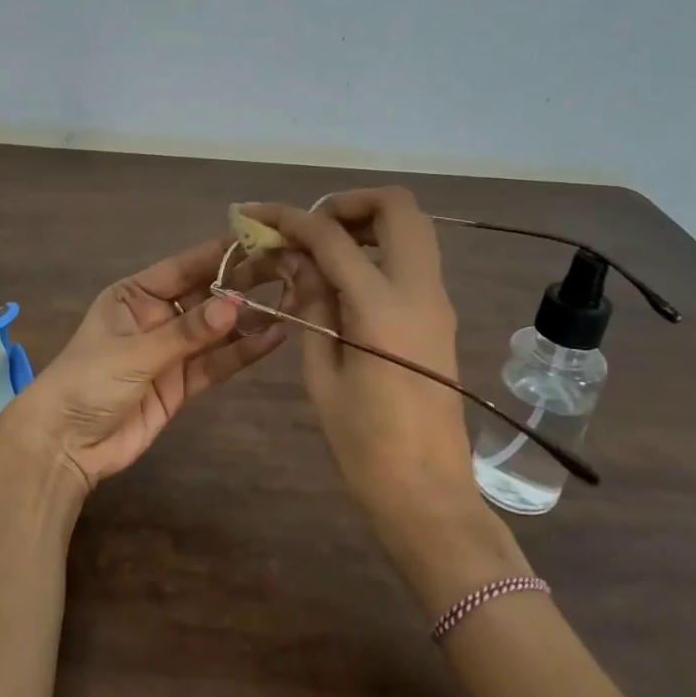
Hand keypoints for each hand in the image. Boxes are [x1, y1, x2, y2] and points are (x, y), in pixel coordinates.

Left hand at [0, 239, 286, 492]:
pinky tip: (274, 338)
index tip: (261, 239)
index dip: (220, 254)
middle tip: (287, 269)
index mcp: (134, 295)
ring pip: (216, 330)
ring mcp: (170, 351)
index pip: (184, 267)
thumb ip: (187, 332)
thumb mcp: (135, 352)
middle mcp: (156, 316)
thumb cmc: (88, 382)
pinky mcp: (181, 384)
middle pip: (205, 296)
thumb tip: (236, 306)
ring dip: (249, 319)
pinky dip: (242, 352)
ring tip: (291, 301)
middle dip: (242, 285)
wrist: (65, 445)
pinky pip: (216, 363)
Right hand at [243, 191, 522, 602]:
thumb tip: (297, 262)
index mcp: (383, 307)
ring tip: (322, 248)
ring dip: (368, 222)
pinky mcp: (439, 316)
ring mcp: (437, 301)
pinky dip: (379, 248)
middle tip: (309, 227)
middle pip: (398, 207)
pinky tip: (342, 278)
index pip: (332, 237)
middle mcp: (420, 290)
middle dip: (348, 202)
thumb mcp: (322, 374)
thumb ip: (311, 305)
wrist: (428, 493)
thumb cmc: (365, 444)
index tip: (256, 215)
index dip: (290, 218)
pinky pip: (413, 258)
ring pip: (414, 228)